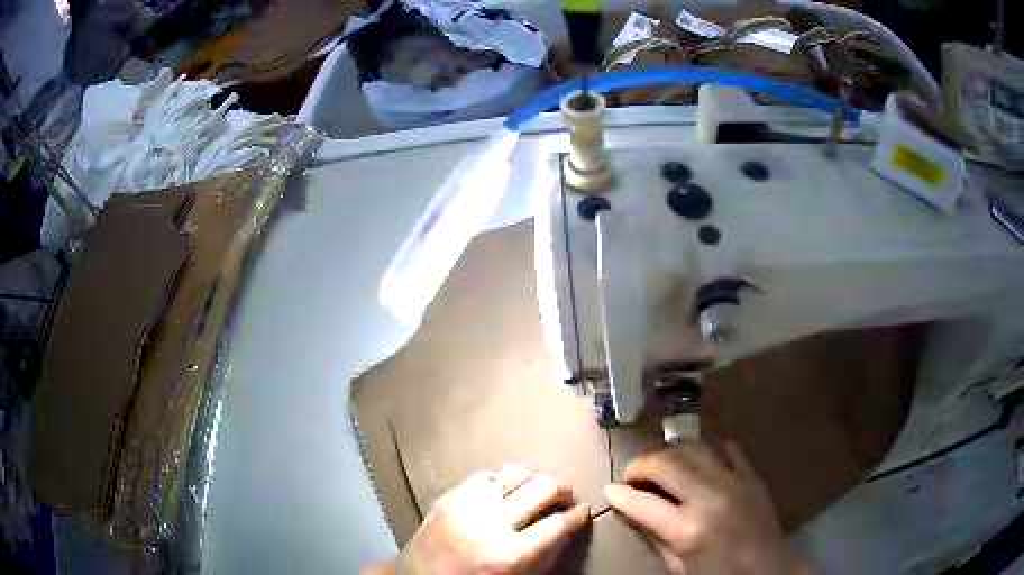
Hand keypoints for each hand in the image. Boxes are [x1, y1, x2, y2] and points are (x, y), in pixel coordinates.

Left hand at [380, 466, 589, 574]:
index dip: (577, 515)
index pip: (558, 524)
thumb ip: (545, 554)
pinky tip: (505, 488)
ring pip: (514, 473)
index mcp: (511, 555)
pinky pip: (484, 475)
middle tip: (565, 494)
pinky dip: (501, 479)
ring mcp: (466, 506)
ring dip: (533, 478)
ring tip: (538, 486)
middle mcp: (490, 525)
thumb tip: (568, 526)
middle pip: (541, 489)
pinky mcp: (448, 497)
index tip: (582, 511)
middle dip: (561, 488)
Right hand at [604, 440, 812, 574]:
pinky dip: (706, 448)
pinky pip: (726, 446)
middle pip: (665, 464)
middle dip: (640, 465)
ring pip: (693, 447)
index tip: (610, 490)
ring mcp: (733, 481)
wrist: (767, 569)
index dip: (620, 494)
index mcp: (687, 530)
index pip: (642, 502)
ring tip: (661, 464)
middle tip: (631, 475)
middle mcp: (709, 498)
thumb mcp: (678, 567)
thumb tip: (633, 510)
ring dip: (669, 452)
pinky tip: (698, 460)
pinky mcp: (750, 474)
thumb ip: (655, 537)